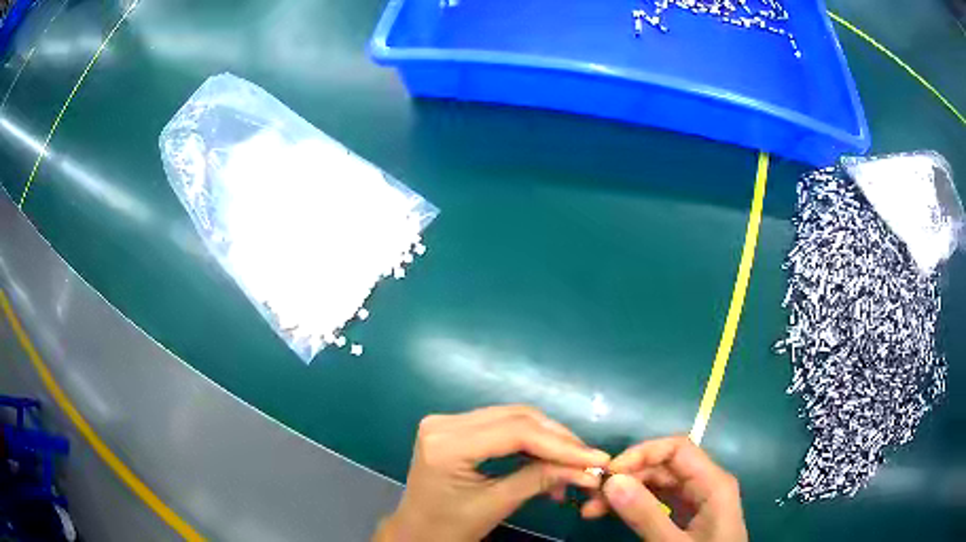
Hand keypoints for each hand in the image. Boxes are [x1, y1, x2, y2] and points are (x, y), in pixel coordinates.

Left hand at [374, 405, 609, 541]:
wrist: (416, 531)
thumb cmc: (450, 527)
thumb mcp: (497, 505)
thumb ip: (540, 480)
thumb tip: (586, 469)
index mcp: (447, 444)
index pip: (516, 433)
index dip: (561, 445)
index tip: (596, 458)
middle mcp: (444, 422)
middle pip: (517, 418)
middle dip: (558, 439)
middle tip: (588, 460)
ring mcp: (447, 421)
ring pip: (513, 417)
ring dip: (547, 439)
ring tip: (573, 463)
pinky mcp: (454, 426)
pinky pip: (501, 425)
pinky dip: (529, 440)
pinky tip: (548, 458)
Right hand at [584, 436, 746, 541]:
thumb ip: (646, 515)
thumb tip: (612, 481)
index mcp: (713, 483)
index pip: (677, 449)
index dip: (642, 453)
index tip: (609, 473)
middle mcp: (707, 484)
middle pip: (665, 466)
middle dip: (628, 477)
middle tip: (592, 497)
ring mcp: (698, 500)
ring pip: (659, 483)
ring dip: (627, 492)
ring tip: (593, 510)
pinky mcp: (688, 515)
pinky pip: (660, 500)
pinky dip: (636, 505)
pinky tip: (614, 513)